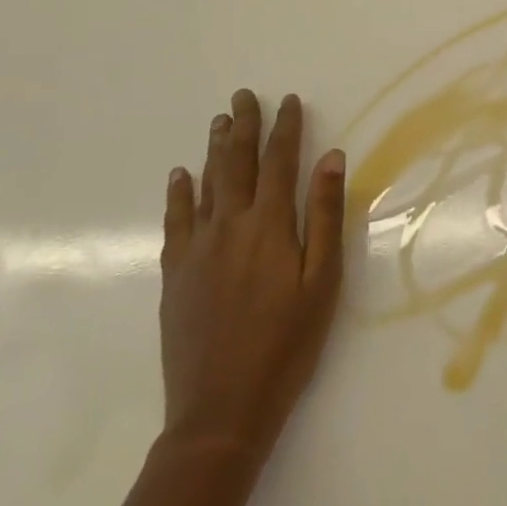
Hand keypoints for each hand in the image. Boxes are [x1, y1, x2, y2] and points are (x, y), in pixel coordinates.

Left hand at [159, 90, 346, 462]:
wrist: (221, 409)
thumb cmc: (288, 342)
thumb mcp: (323, 280)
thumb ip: (326, 216)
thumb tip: (332, 159)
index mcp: (270, 226)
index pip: (279, 162)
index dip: (286, 129)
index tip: (289, 101)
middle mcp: (228, 227)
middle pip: (236, 165)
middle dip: (243, 127)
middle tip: (244, 96)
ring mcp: (196, 251)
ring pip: (204, 186)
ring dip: (214, 150)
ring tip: (219, 121)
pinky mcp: (175, 275)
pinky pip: (175, 221)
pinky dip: (178, 193)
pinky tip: (180, 175)